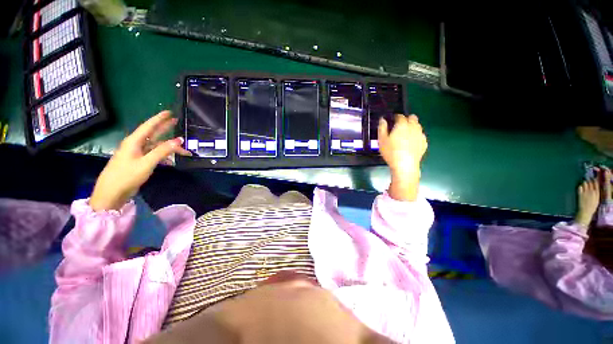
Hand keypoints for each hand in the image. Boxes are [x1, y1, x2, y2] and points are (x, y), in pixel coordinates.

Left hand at [89, 111, 190, 210]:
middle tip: (176, 122)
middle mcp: (136, 145)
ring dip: (169, 147)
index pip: (149, 126)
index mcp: (134, 141)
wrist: (111, 193)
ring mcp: (137, 154)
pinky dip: (164, 156)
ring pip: (156, 146)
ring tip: (183, 149)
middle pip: (153, 134)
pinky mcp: (139, 162)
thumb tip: (179, 140)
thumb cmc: (126, 176)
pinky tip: (172, 160)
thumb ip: (163, 151)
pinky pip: (154, 155)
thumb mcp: (146, 163)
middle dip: (165, 128)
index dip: (159, 119)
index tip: (169, 112)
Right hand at [378, 114, 426, 200]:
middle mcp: (413, 127)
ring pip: (418, 126)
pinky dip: (416, 136)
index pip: (400, 116)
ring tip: (404, 135)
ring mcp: (420, 135)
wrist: (405, 165)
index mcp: (402, 125)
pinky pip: (420, 135)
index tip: (392, 121)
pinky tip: (410, 143)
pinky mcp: (424, 143)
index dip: (395, 117)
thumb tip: (382, 119)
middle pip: (412, 118)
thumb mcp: (381, 140)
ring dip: (412, 127)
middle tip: (399, 127)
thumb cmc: (391, 152)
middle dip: (406, 119)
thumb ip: (382, 127)